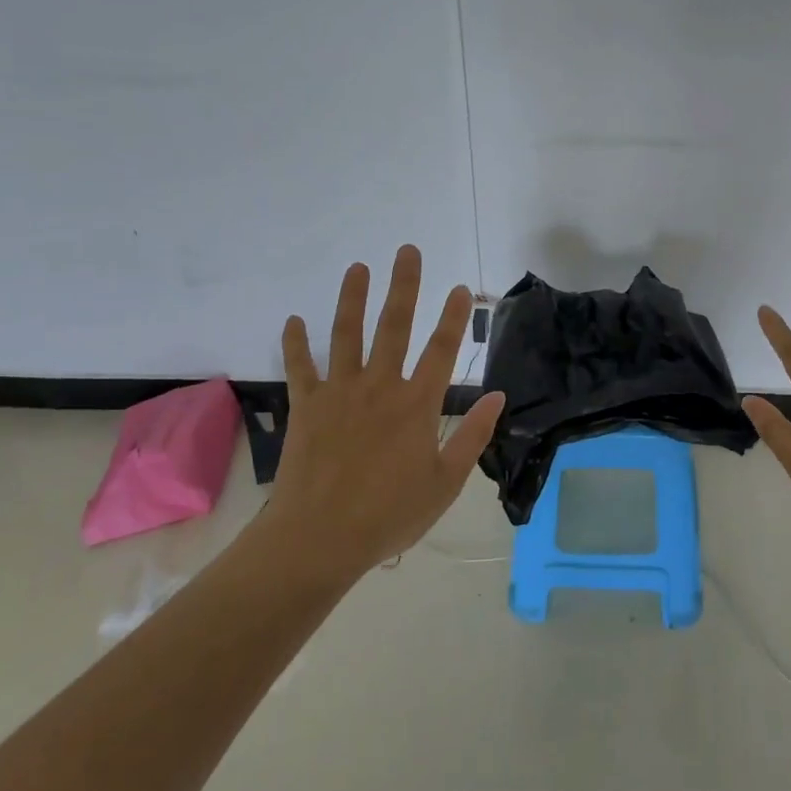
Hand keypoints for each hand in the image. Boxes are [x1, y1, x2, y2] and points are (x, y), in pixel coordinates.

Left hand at [260, 246, 505, 581]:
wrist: (319, 539)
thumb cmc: (389, 515)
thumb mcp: (445, 483)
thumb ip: (473, 436)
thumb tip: (497, 396)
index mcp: (416, 405)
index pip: (441, 350)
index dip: (453, 317)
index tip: (459, 288)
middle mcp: (379, 387)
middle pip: (394, 326)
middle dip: (403, 286)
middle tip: (407, 251)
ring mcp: (339, 393)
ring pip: (346, 335)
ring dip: (352, 298)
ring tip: (357, 267)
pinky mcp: (307, 406)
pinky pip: (300, 367)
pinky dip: (295, 343)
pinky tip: (293, 320)